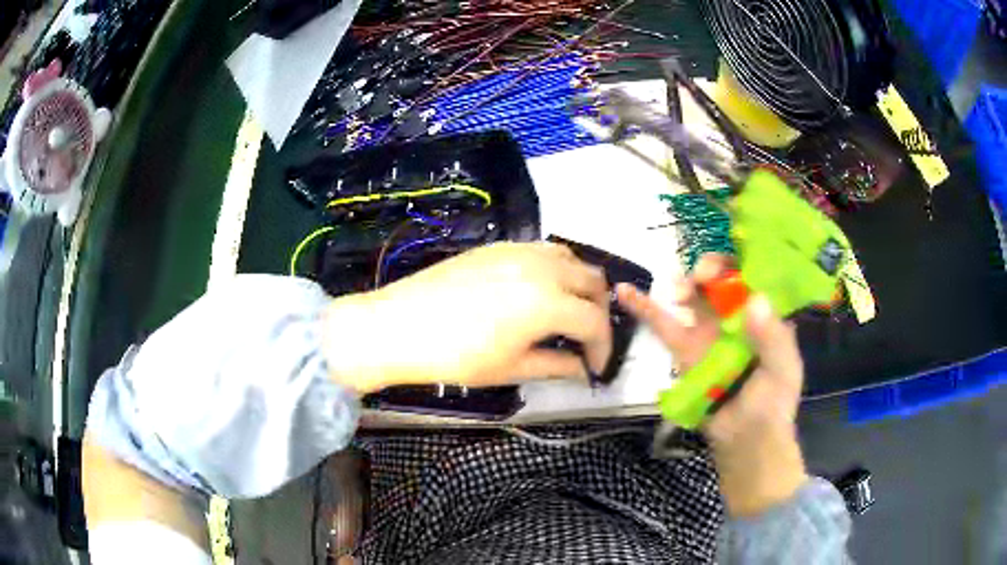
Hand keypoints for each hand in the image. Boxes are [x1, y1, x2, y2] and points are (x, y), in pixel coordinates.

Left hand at [323, 242, 612, 393]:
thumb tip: (582, 369)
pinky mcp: (500, 246)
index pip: (595, 322)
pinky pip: (544, 250)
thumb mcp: (511, 368)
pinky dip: (557, 269)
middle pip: (594, 282)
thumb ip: (556, 366)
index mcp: (549, 302)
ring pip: (572, 260)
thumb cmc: (456, 356)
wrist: (400, 325)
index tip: (596, 367)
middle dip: (599, 312)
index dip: (603, 348)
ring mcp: (520, 251)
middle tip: (587, 340)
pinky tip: (541, 292)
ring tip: (569, 313)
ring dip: (581, 286)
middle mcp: (543, 268)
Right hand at [616, 254, 808, 516]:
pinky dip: (644, 307)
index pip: (751, 276)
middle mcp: (735, 317)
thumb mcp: (783, 371)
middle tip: (701, 279)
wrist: (744, 440)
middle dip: (709, 270)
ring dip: (684, 284)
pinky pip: (663, 325)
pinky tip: (625, 290)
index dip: (738, 265)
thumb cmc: (772, 405)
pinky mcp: (684, 350)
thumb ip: (773, 339)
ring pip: (693, 296)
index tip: (727, 270)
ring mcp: (707, 332)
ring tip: (681, 290)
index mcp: (764, 315)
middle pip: (720, 280)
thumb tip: (754, 300)